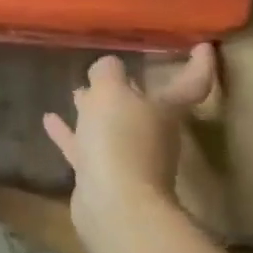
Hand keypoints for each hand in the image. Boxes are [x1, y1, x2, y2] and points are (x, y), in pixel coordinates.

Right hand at [44, 44, 217, 246]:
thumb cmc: (120, 141)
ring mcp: (127, 157)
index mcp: (164, 110)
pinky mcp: (102, 175)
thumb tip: (108, 66)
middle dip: (127, 88)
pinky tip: (49, 119)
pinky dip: (69, 133)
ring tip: (75, 91)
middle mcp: (152, 133)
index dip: (199, 64)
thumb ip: (108, 72)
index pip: (191, 83)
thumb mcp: (110, 93)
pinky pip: (84, 146)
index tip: (203, 46)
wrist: (115, 206)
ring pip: (111, 125)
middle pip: (144, 105)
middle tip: (108, 70)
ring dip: (94, 109)